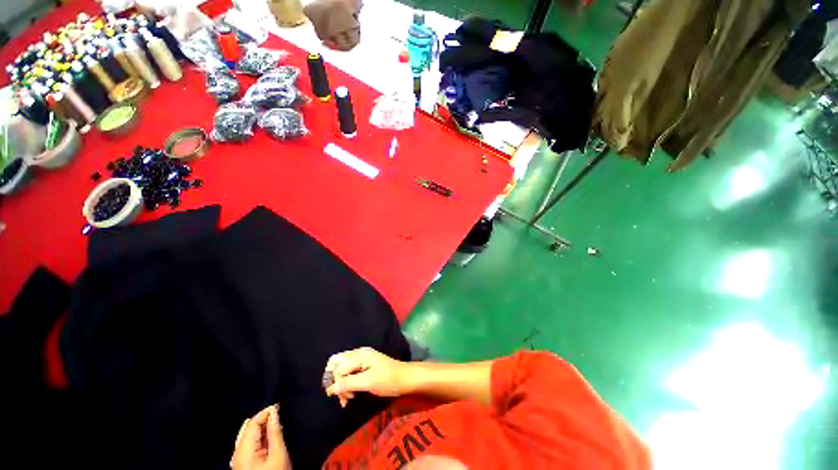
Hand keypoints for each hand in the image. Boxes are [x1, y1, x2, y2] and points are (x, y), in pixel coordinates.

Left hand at [230, 405, 290, 469]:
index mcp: (243, 450)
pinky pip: (248, 444)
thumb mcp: (278, 454)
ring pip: (247, 436)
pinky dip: (258, 437)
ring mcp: (238, 460)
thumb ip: (275, 432)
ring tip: (275, 425)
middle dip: (262, 419)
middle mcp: (237, 453)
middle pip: (248, 428)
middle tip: (278, 415)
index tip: (279, 406)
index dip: (266, 412)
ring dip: (261, 428)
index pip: (252, 422)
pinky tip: (268, 438)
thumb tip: (274, 413)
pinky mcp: (242, 465)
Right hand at [325, 347, 410, 405]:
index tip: (342, 399)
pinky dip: (347, 383)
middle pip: (337, 364)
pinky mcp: (365, 365)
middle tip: (342, 397)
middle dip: (336, 382)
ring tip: (347, 399)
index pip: (339, 368)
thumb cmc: (387, 379)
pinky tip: (351, 394)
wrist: (404, 378)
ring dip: (341, 384)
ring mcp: (362, 358)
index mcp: (360, 355)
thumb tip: (330, 389)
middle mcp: (359, 354)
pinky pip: (350, 371)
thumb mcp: (368, 382)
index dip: (337, 384)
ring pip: (342, 368)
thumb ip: (349, 383)